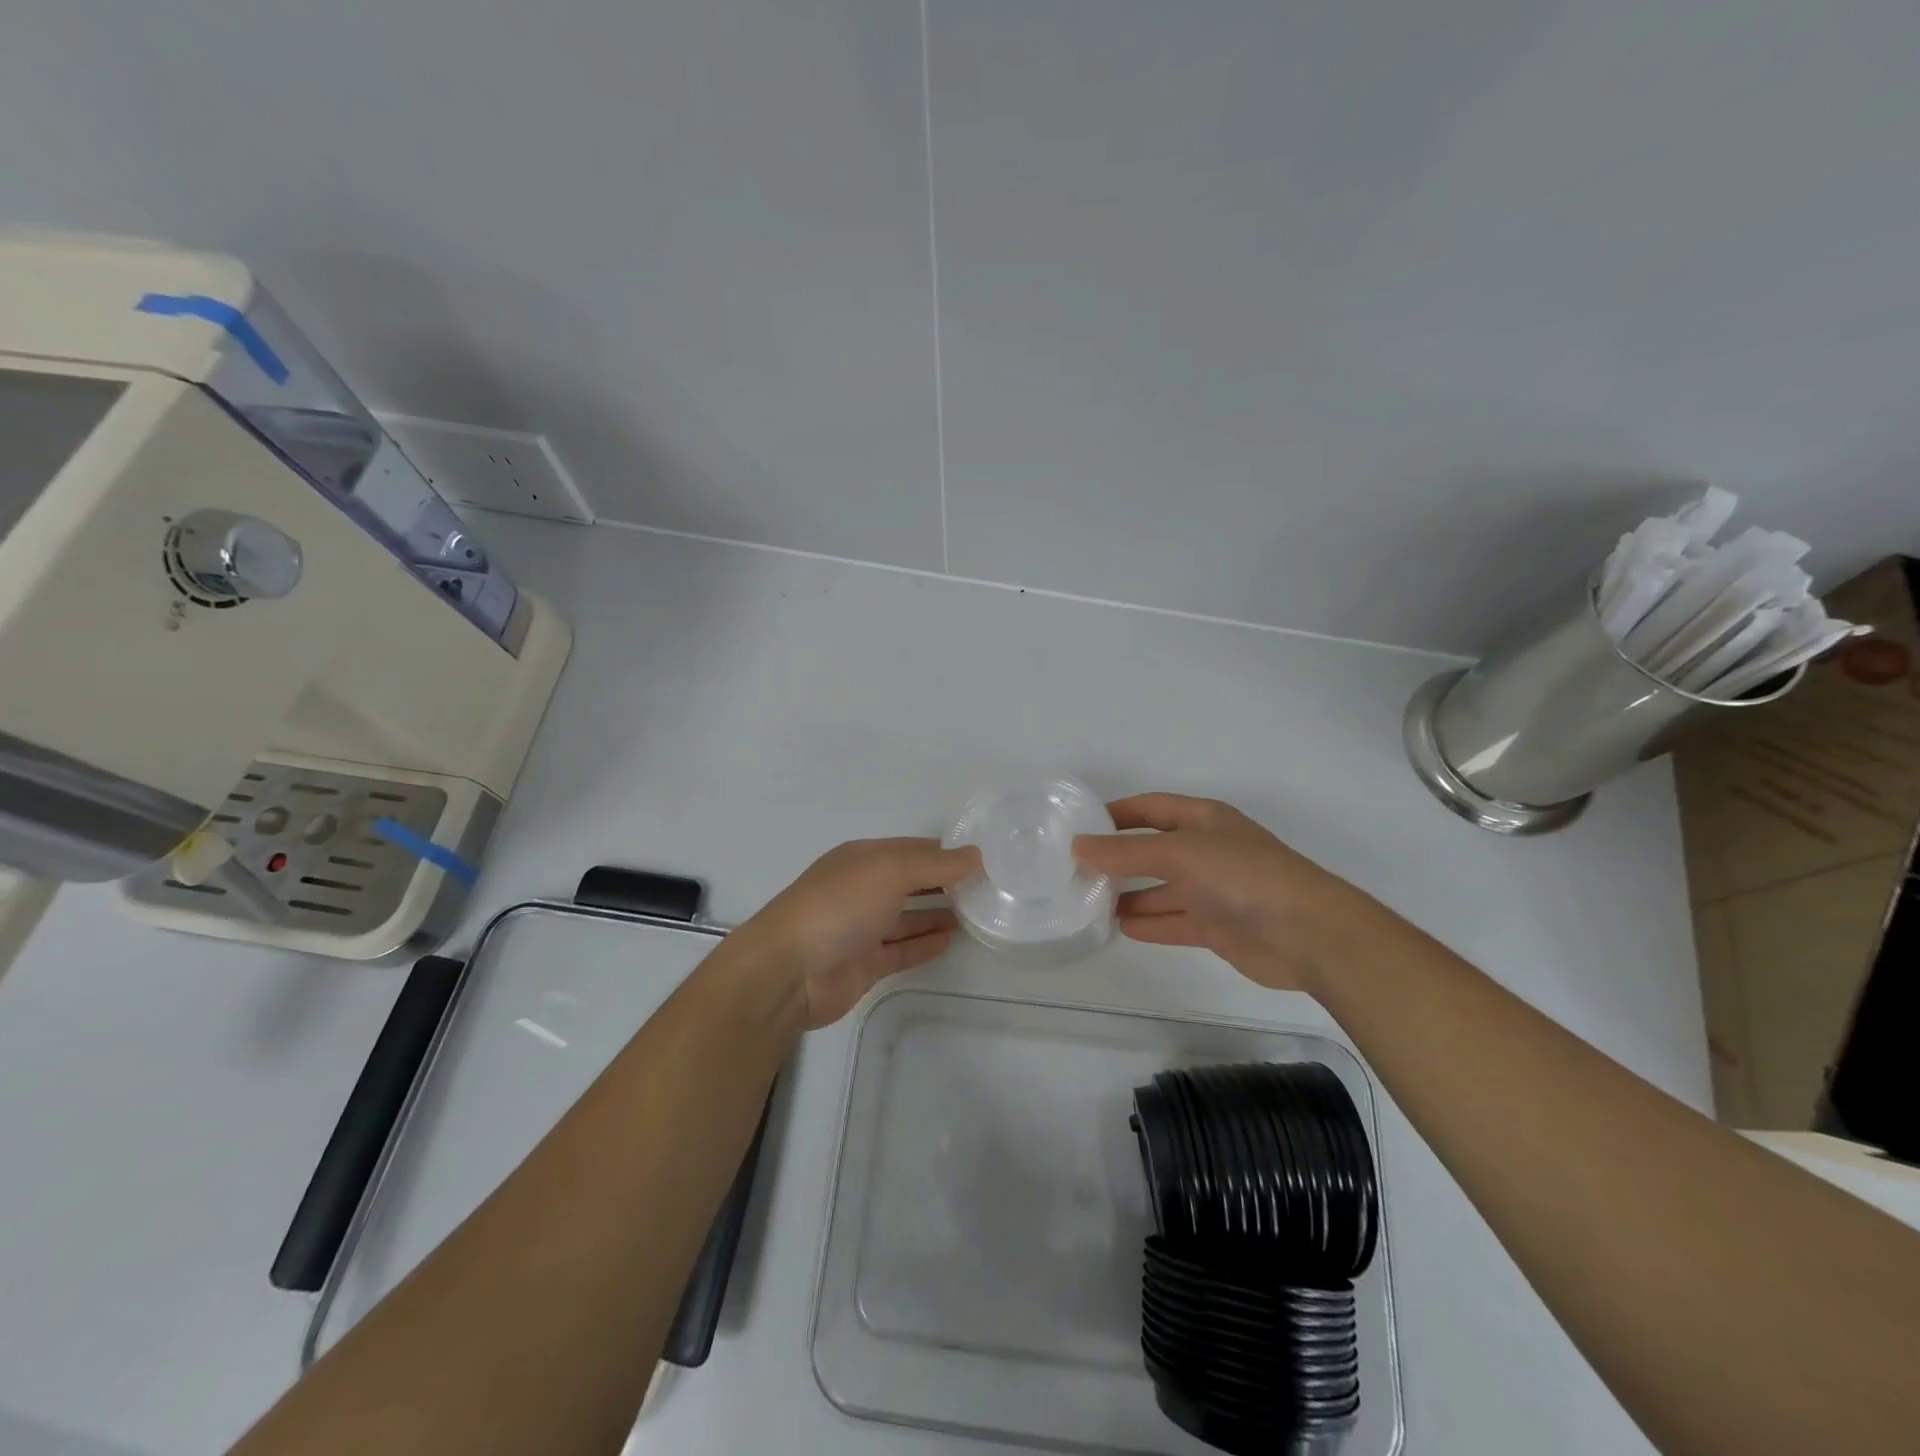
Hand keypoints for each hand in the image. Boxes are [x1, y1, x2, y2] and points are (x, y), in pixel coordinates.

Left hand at [728, 838, 980, 1028]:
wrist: (790, 970)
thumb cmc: (839, 906)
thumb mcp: (890, 870)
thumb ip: (935, 864)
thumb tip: (976, 855)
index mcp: (864, 858)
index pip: (913, 850)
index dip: (946, 853)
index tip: (984, 860)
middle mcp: (863, 889)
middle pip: (911, 882)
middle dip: (945, 883)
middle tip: (988, 889)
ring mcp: (863, 928)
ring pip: (908, 917)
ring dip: (939, 913)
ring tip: (978, 914)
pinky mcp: (865, 964)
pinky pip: (902, 950)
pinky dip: (925, 944)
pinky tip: (951, 940)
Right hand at [1073, 793, 1373, 991]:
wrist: (1307, 934)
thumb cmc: (1242, 876)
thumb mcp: (1179, 853)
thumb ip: (1126, 852)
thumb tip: (1078, 845)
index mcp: (1203, 820)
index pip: (1151, 808)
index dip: (1117, 814)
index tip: (1080, 825)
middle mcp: (1207, 851)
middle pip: (1153, 850)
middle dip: (1118, 858)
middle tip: (1077, 869)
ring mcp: (1213, 890)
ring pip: (1162, 889)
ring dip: (1129, 894)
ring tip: (1089, 902)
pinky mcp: (1218, 926)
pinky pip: (1174, 921)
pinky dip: (1149, 923)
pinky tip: (1121, 927)